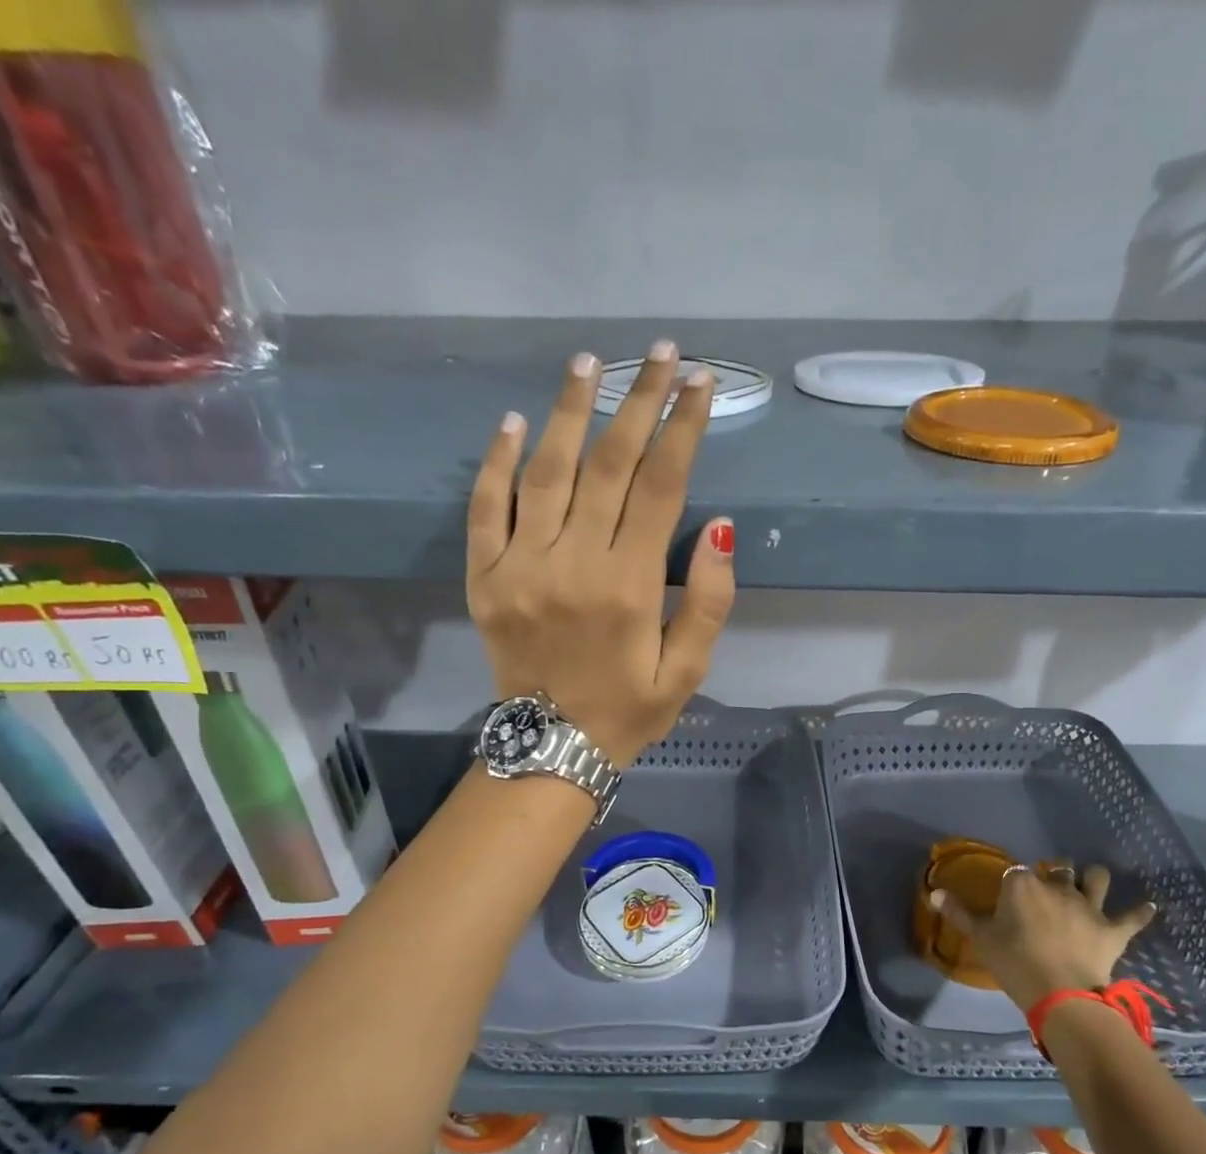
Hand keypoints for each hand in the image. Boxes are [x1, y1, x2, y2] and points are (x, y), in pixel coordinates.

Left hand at [466, 343, 735, 766]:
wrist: (551, 750)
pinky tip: (512, 422)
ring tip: (589, 362)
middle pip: (608, 463)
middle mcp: (573, 563)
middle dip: (638, 401)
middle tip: (658, 353)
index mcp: (629, 586)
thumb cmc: (629, 711)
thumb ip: (710, 602)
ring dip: (568, 410)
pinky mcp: (484, 578)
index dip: (683, 428)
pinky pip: (485, 508)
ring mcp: (520, 567)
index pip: (661, 485)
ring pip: (545, 471)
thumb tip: (721, 529)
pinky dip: (496, 462)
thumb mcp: (689, 671)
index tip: (699, 382)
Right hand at [931, 863, 1155, 1014]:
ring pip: (1097, 878)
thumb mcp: (981, 938)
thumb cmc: (1014, 962)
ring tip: (1092, 881)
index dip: (1015, 882)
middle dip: (1055, 871)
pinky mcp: (1113, 929)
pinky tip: (1149, 906)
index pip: (1017, 872)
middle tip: (1050, 884)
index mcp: (1023, 885)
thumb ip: (959, 913)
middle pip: (1058, 868)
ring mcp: (1089, 906)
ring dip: (1094, 877)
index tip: (1011, 894)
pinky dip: (1141, 911)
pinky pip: (1133, 916)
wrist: (1060, 993)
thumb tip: (933, 892)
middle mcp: (1058, 886)